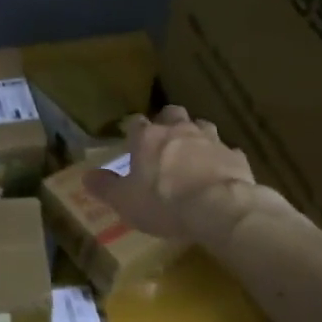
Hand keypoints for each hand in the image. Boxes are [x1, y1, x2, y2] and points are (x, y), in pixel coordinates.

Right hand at [84, 106, 257, 242]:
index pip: (135, 123)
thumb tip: (86, 176)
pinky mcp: (235, 155)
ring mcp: (210, 140)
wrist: (219, 208)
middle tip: (163, 141)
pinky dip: (220, 159)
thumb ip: (105, 187)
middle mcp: (179, 130)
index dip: (133, 131)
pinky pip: (226, 151)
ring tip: (192, 153)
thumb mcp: (125, 201)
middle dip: (167, 122)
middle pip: (172, 113)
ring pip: (202, 126)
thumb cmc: (164, 203)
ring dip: (196, 135)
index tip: (131, 142)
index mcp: (148, 138)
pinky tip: (219, 173)